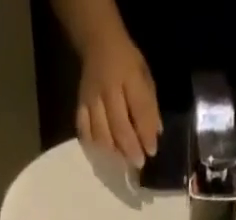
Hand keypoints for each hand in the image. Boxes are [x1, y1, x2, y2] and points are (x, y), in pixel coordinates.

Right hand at [76, 34, 160, 167]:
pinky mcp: (80, 106)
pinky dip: (95, 146)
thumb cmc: (126, 61)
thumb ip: (149, 104)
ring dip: (113, 152)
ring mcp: (91, 99)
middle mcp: (108, 88)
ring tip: (123, 162)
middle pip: (119, 126)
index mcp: (128, 75)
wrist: (97, 41)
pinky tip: (104, 153)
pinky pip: (85, 132)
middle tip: (139, 162)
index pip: (139, 108)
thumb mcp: (144, 75)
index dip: (146, 133)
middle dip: (131, 148)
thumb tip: (155, 134)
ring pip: (101, 134)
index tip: (152, 151)